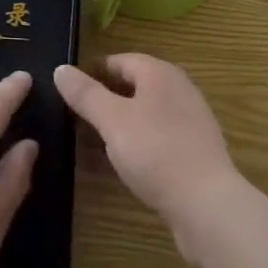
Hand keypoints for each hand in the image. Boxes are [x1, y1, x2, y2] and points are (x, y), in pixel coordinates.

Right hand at [54, 54, 239, 251]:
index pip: (119, 60)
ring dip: (117, 126)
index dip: (92, 72)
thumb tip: (61, 69)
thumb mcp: (112, 120)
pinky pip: (156, 140)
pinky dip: (135, 146)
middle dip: (103, 101)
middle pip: (133, 87)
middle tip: (74, 119)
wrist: (207, 206)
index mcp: (160, 73)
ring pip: (143, 115)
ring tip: (89, 145)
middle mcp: (178, 90)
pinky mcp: (194, 153)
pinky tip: (118, 165)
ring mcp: (189, 122)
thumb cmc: (155, 152)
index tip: (68, 91)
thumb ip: (85, 94)